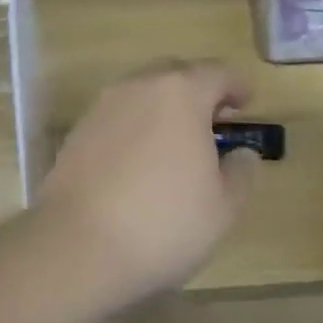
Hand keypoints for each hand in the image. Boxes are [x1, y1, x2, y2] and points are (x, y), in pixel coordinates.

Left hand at [35, 60, 260, 306]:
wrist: (76, 248)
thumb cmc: (163, 223)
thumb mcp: (223, 207)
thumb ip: (240, 172)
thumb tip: (241, 155)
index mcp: (181, 93)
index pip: (217, 73)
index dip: (237, 86)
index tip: (246, 102)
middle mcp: (138, 88)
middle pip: (176, 75)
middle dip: (198, 92)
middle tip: (214, 122)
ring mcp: (101, 109)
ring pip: (142, 95)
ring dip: (164, 110)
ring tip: (178, 145)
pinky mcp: (76, 135)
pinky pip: (117, 119)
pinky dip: (136, 130)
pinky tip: (141, 164)